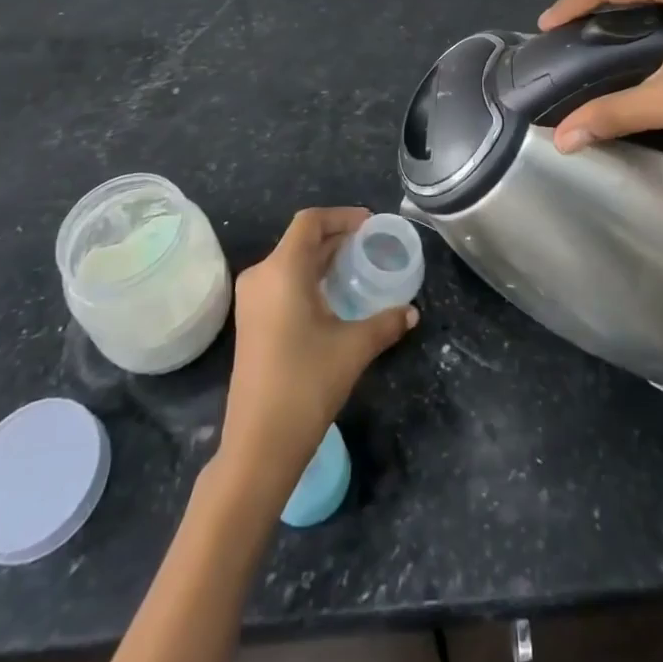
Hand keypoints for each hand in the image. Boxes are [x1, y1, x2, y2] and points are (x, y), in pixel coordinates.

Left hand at [219, 208, 418, 488]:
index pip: (310, 222)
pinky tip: (333, 296)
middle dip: (336, 237)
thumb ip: (385, 323)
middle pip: (300, 240)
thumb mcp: (353, 348)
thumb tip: (412, 312)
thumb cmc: (305, 384)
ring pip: (290, 262)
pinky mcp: (250, 322)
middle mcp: (261, 276)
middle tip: (371, 244)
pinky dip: (308, 278)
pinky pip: (282, 282)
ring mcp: (251, 300)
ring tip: (357, 266)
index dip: (341, 216)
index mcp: (282, 270)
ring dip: (322, 259)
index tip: (370, 224)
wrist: (258, 445)